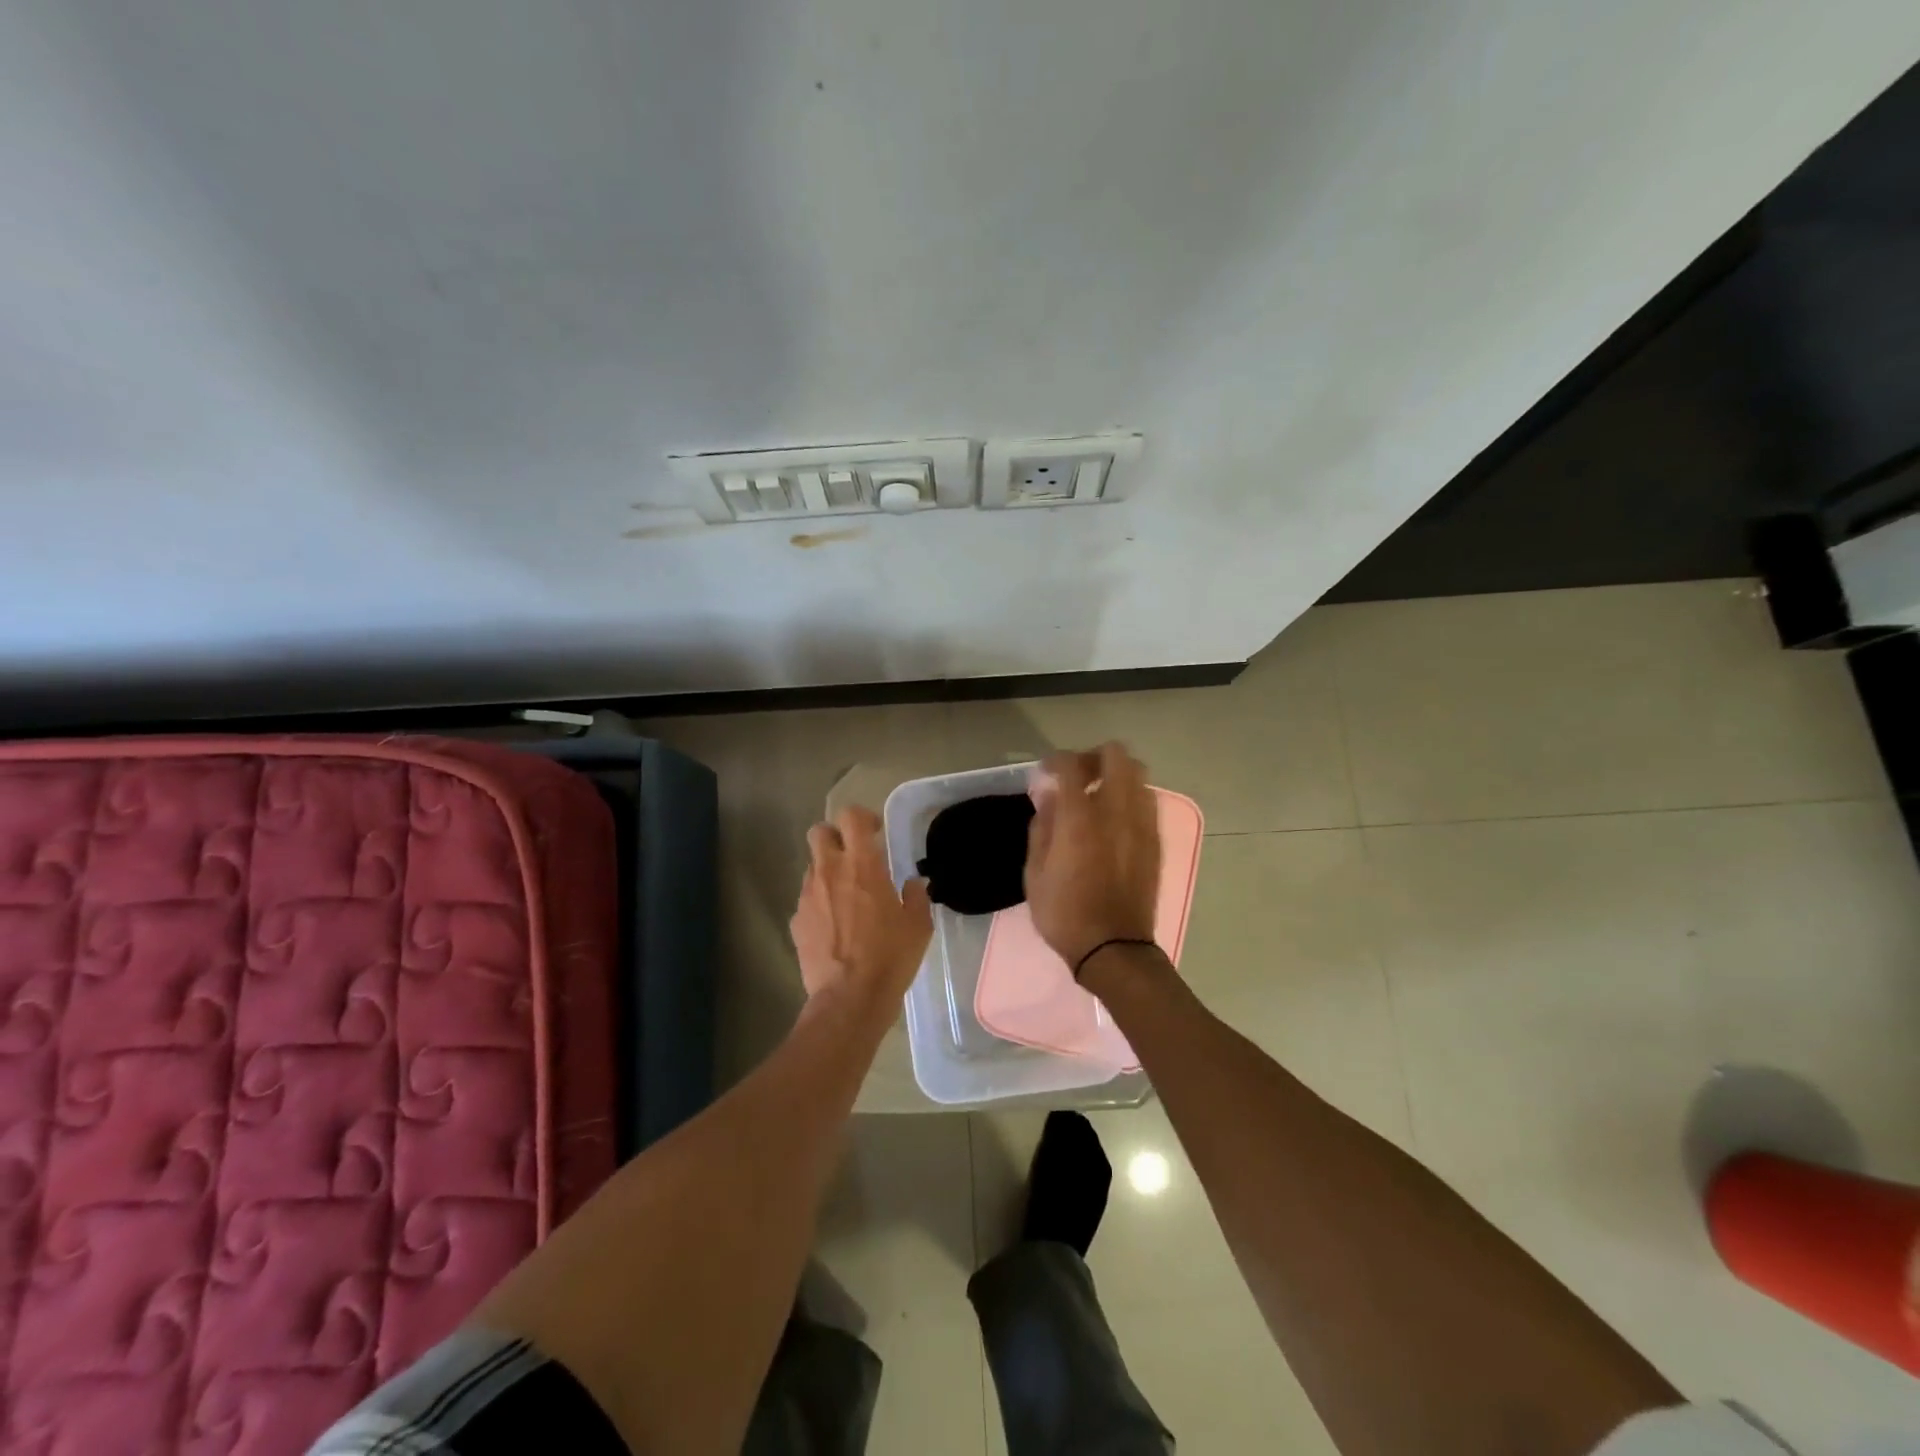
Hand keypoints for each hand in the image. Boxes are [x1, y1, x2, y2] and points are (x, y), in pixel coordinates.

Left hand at [789, 805, 932, 1004]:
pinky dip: (820, 904)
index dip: (862, 818)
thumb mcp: (918, 926)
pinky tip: (835, 927)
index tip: (875, 833)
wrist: (849, 999)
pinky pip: (807, 900)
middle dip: (834, 837)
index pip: (850, 817)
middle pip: (819, 832)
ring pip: (812, 867)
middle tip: (854, 857)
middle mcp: (830, 872)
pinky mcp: (796, 921)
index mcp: (863, 865)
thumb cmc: (890, 957)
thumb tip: (914, 884)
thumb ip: (917, 897)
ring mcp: (808, 896)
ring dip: (828, 873)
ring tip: (846, 899)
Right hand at [1024, 743, 1161, 973]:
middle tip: (1077, 776)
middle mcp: (1116, 811)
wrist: (1114, 948)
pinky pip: (1146, 800)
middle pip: (1116, 755)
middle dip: (1093, 757)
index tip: (1046, 771)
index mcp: (1080, 819)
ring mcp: (1141, 824)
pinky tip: (1114, 818)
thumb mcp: (1035, 873)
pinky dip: (1130, 796)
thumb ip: (1042, 827)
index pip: (1071, 766)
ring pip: (1138, 773)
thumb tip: (1048, 796)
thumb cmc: (1065, 913)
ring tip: (1098, 795)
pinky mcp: (1155, 840)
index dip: (1055, 760)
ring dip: (1116, 774)